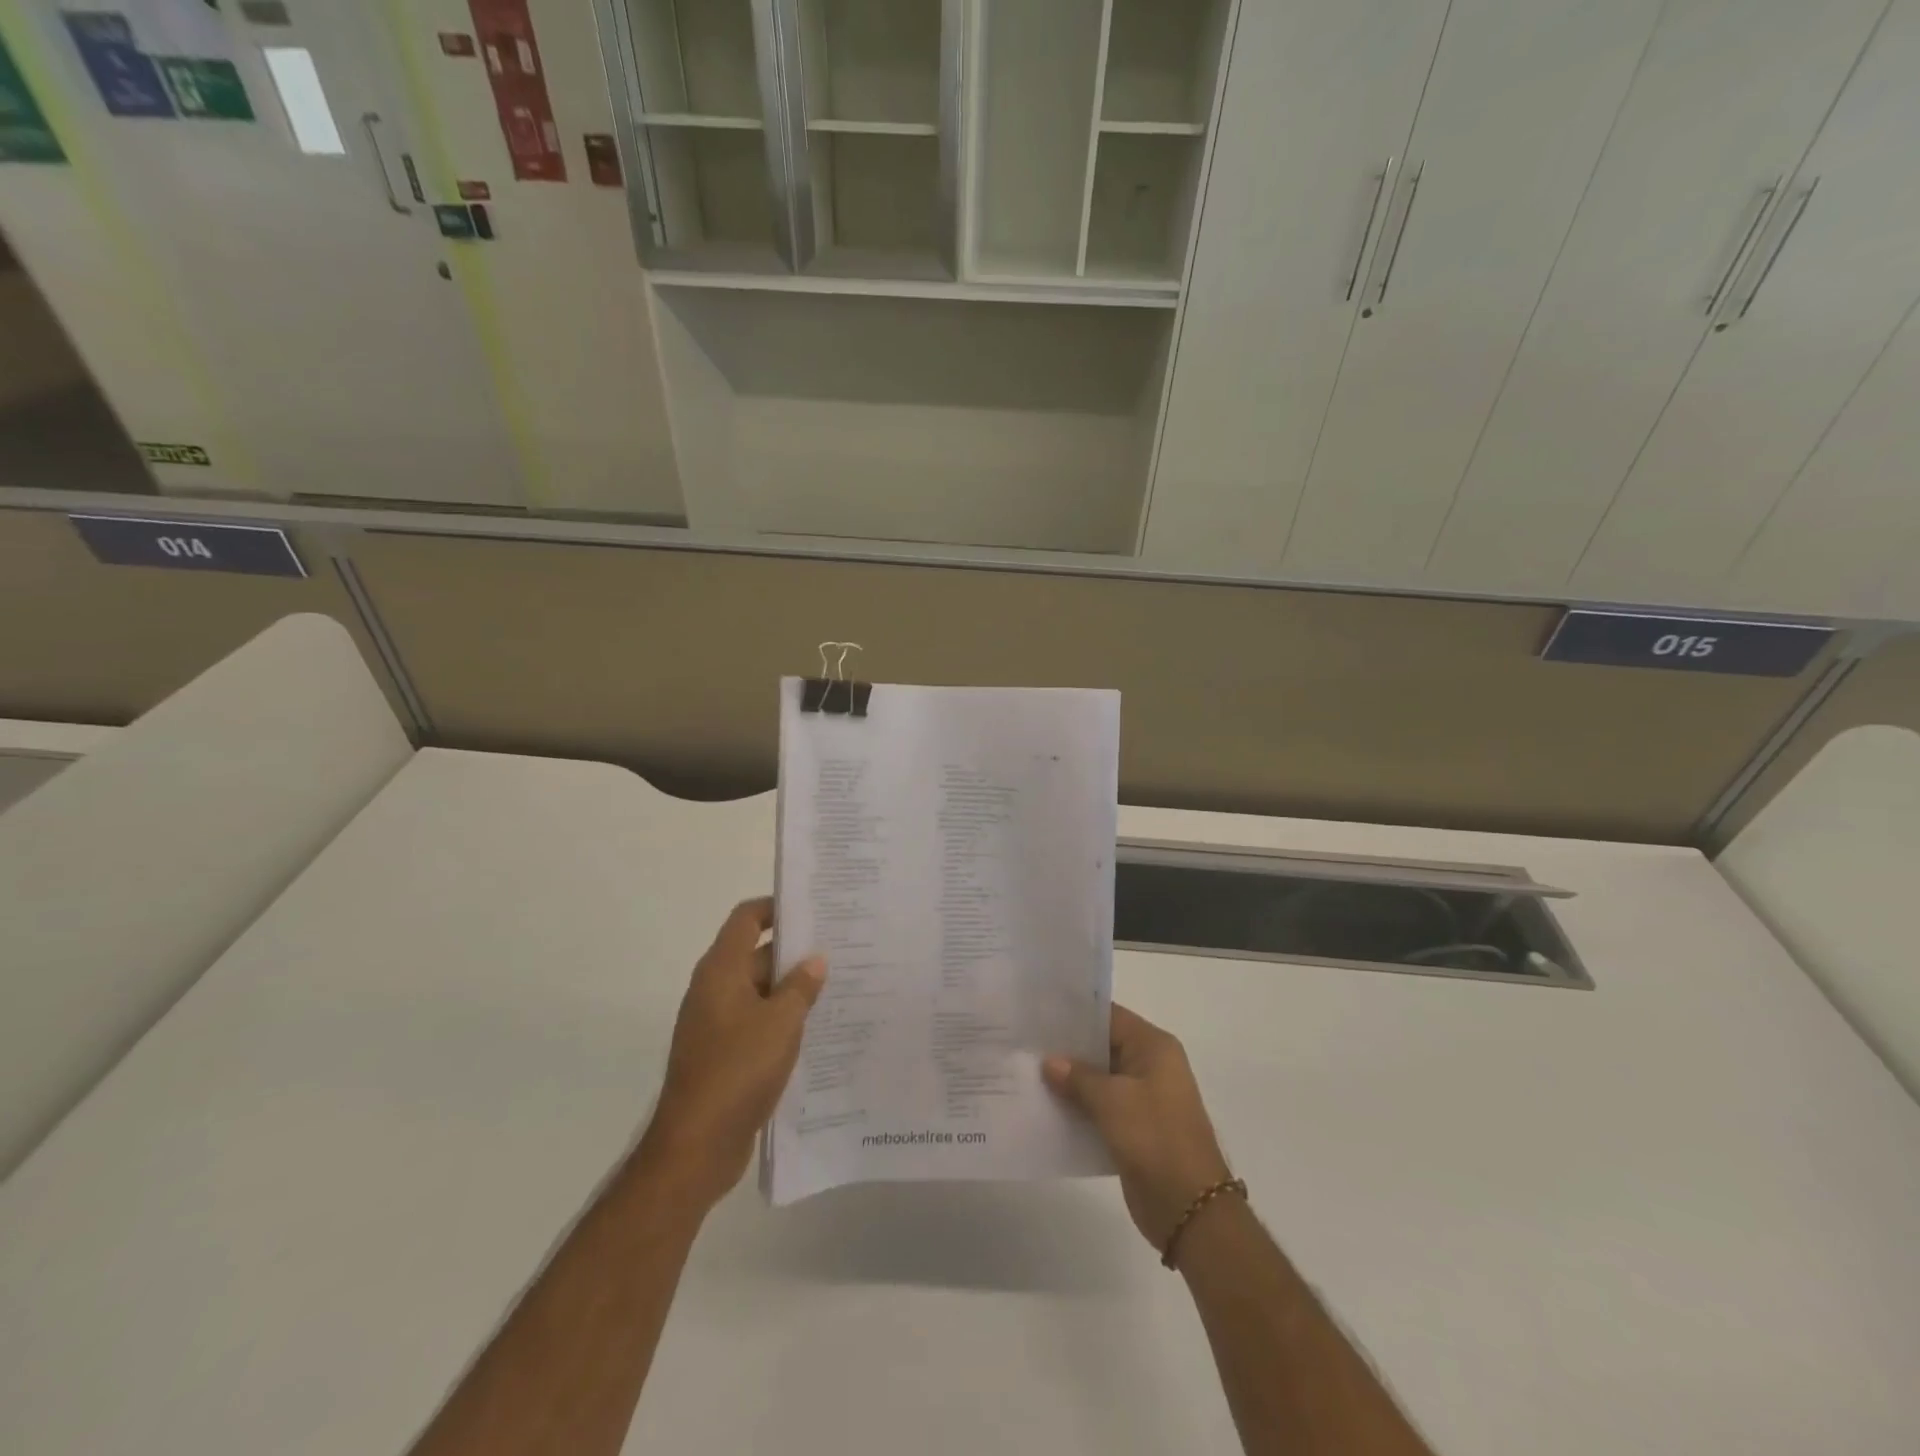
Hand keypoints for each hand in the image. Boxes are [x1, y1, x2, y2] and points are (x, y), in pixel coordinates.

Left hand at [640, 897, 825, 1209]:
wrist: (695, 1146)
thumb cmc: (737, 1071)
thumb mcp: (780, 1023)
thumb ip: (800, 987)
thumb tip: (815, 959)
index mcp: (721, 971)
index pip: (746, 919)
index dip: (775, 907)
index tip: (813, 908)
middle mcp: (715, 990)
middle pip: (756, 954)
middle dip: (795, 952)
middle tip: (840, 949)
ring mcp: (717, 1024)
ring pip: (760, 991)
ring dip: (792, 989)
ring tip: (839, 986)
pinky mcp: (724, 1054)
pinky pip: (757, 1022)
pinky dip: (782, 1019)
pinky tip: (817, 1029)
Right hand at [1043, 1005, 1231, 1250]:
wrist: (1190, 1208)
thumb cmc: (1154, 1138)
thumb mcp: (1112, 1101)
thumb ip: (1078, 1077)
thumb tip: (1049, 1061)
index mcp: (1153, 1047)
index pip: (1109, 1016)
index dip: (1075, 1014)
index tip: (1039, 1013)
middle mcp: (1150, 1066)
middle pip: (1103, 1046)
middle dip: (1067, 1048)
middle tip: (1026, 1042)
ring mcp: (1143, 1098)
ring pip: (1099, 1079)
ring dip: (1070, 1080)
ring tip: (1027, 1071)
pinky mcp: (1134, 1127)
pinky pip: (1101, 1107)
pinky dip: (1078, 1106)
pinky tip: (1046, 1105)